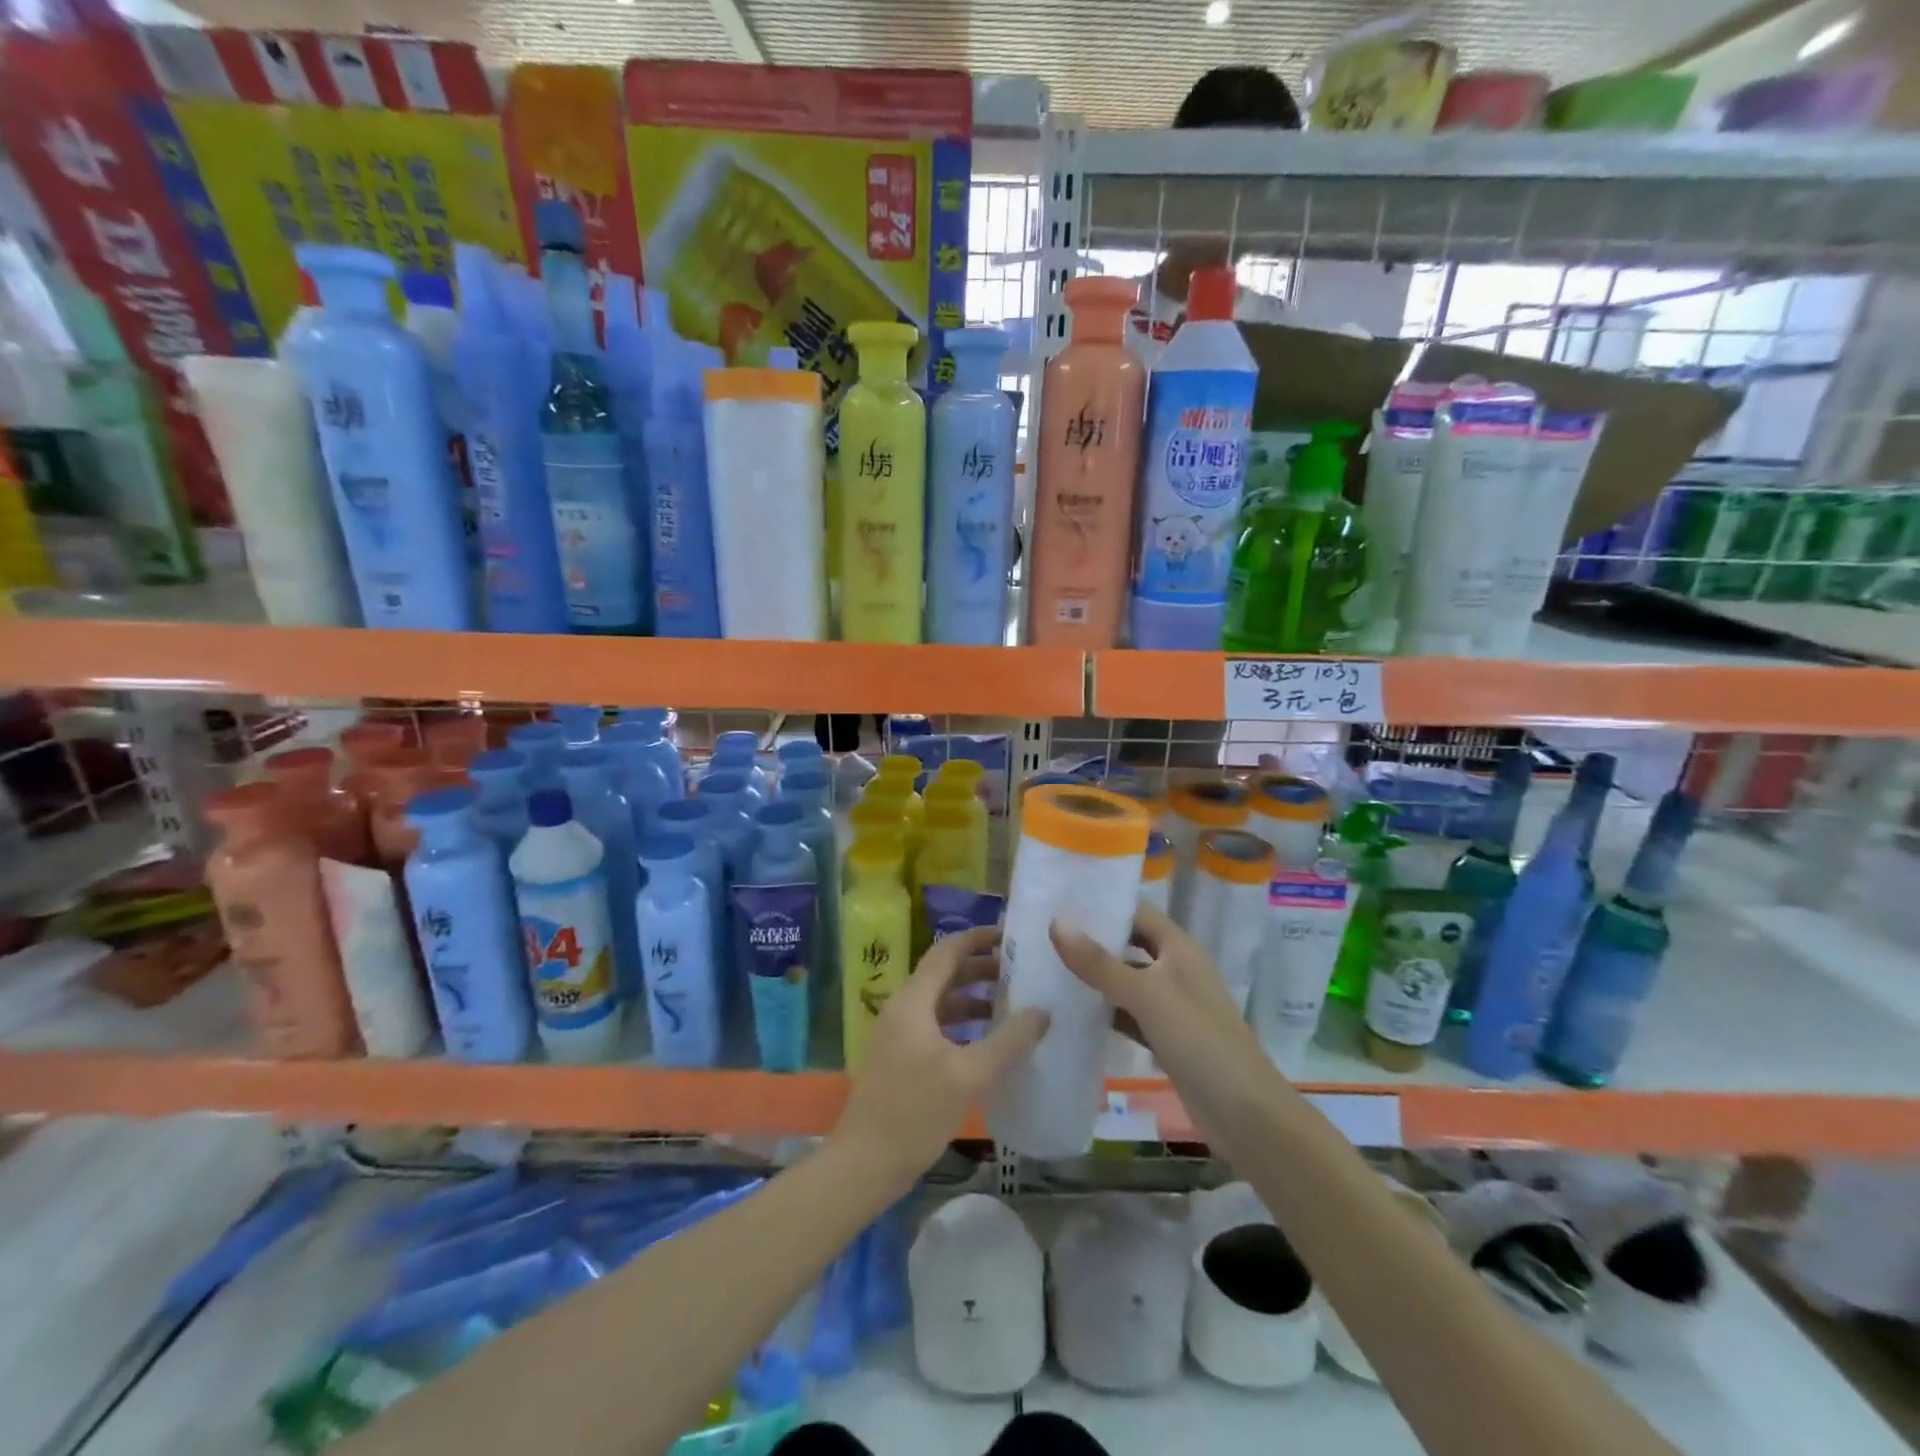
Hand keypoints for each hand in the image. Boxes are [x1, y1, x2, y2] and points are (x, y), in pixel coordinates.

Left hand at [831, 927, 1049, 1190]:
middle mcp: (903, 1009)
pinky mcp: (901, 1059)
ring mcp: (899, 1035)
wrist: (864, 1165)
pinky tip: (988, 1042)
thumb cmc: (915, 1112)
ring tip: (1012, 1004)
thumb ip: (1008, 1041)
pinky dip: (963, 1024)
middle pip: (944, 974)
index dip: (977, 939)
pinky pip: (936, 1026)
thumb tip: (1043, 1011)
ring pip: (941, 1002)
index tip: (1010, 935)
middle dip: (981, 969)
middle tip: (1020, 971)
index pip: (946, 952)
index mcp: (913, 1001)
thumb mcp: (969, 1075)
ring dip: (974, 998)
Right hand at [1050, 903, 1280, 1141]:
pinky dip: (1104, 1010)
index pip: (1137, 911)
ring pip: (1126, 979)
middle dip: (1093, 939)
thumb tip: (1056, 923)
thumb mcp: (1146, 995)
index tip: (1059, 898)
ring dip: (1095, 975)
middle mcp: (1176, 969)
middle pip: (1130, 944)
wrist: (1245, 1114)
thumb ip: (1100, 963)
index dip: (1103, 902)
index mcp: (1179, 948)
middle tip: (1044, 932)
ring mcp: (1171, 1004)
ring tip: (1047, 965)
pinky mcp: (1165, 1037)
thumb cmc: (1199, 1040)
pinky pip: (1128, 1013)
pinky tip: (1071, 1011)